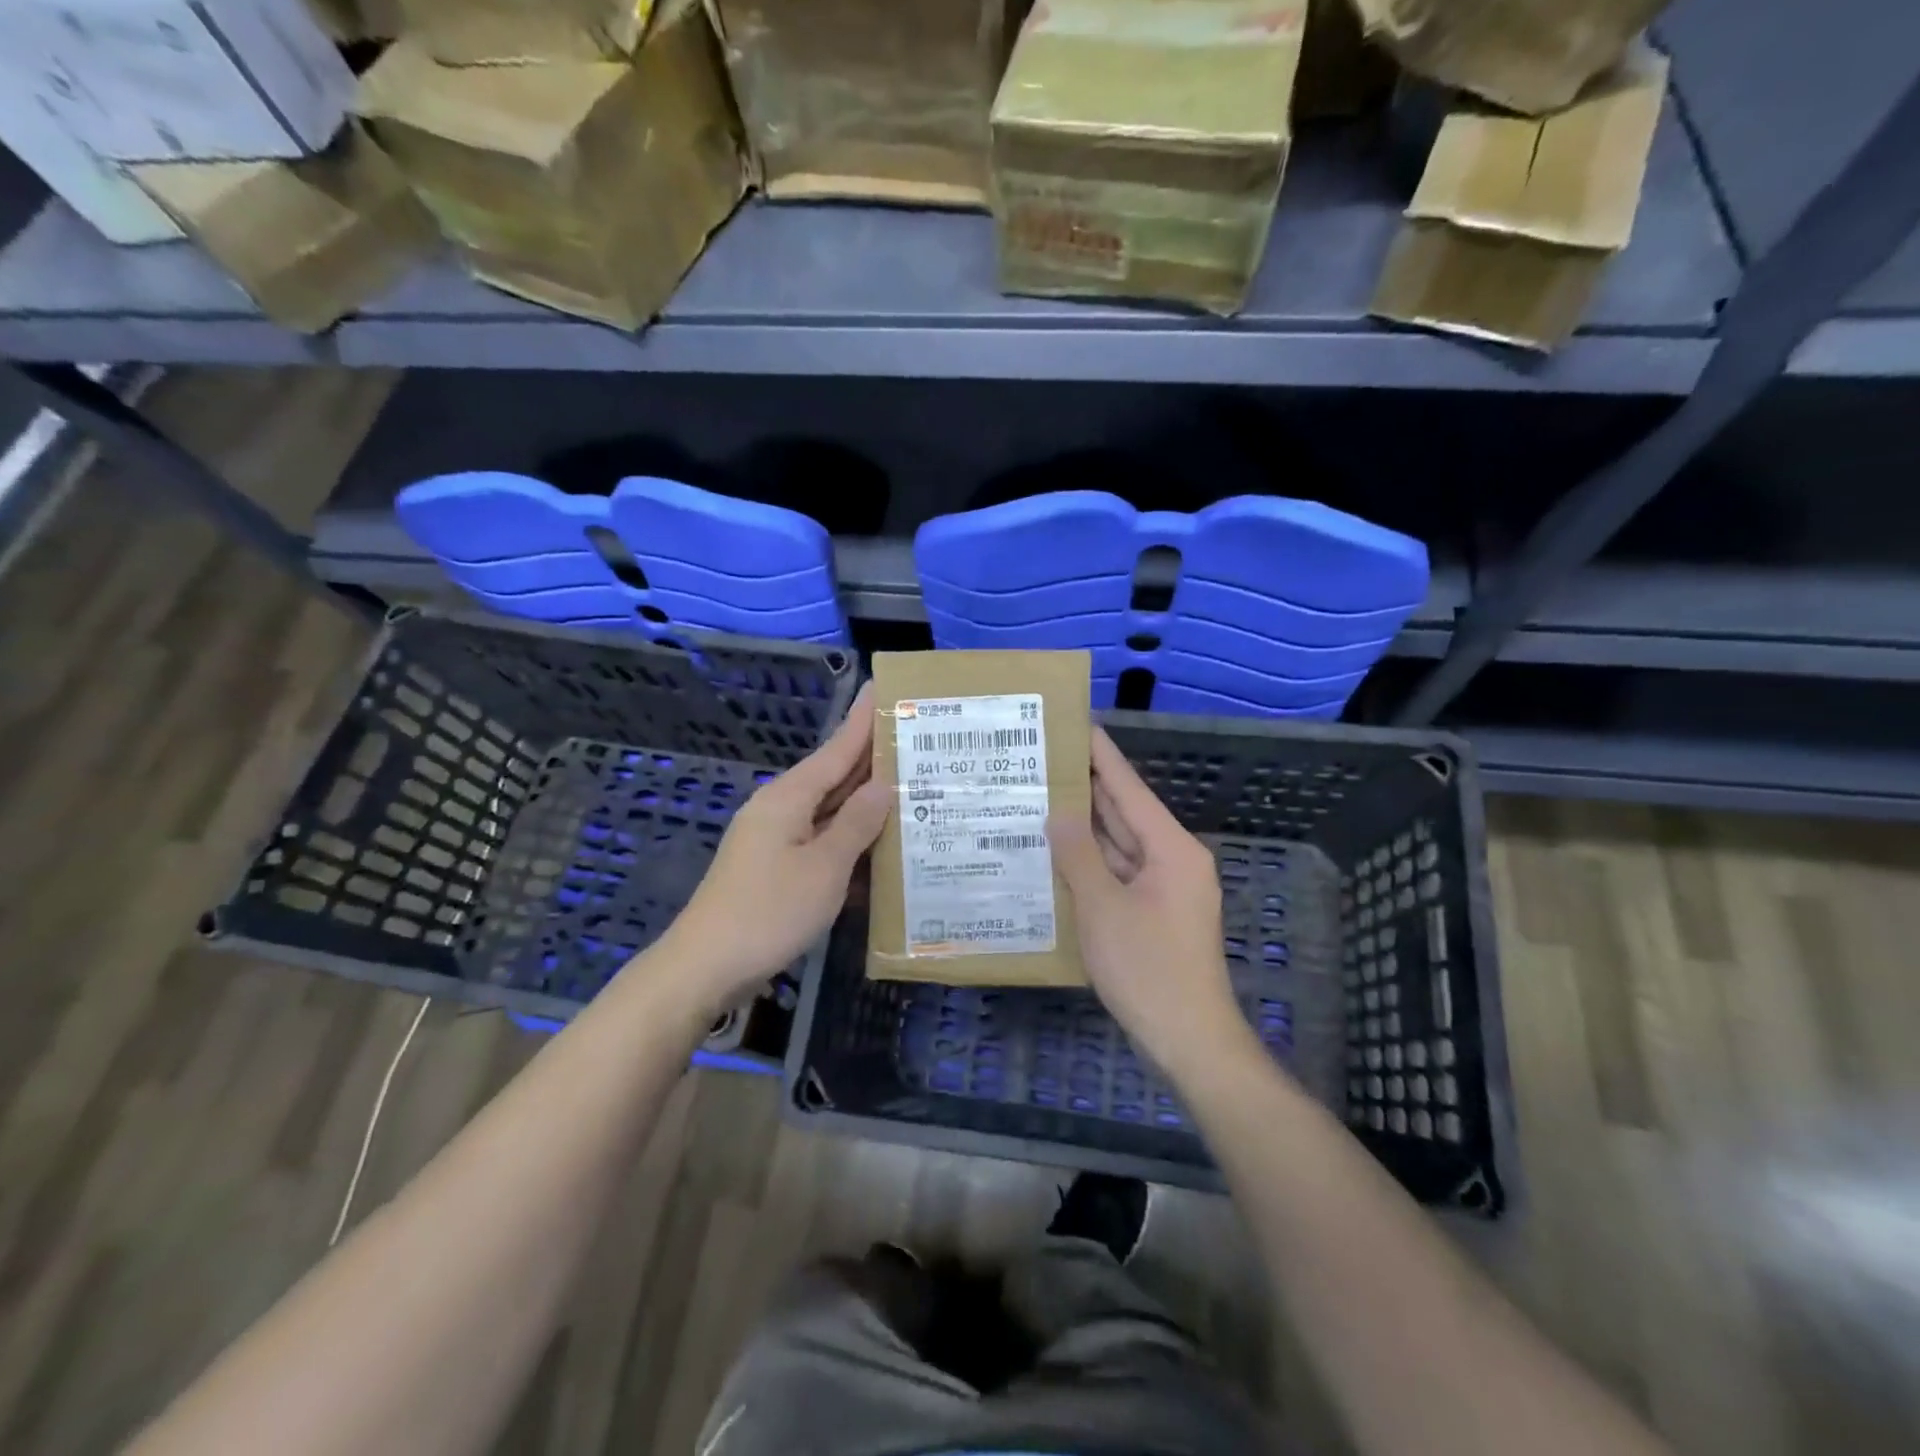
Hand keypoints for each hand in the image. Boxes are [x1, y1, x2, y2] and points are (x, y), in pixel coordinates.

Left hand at [652, 683, 888, 1014]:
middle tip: (916, 739)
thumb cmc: (769, 911)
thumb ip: (857, 824)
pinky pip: (822, 841)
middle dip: (872, 758)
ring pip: (831, 810)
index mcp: (790, 797)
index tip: (882, 688)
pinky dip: (851, 839)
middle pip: (835, 776)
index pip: (837, 748)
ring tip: (911, 787)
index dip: (863, 720)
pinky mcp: (777, 868)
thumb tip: (884, 785)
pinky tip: (880, 846)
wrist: (706, 967)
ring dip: (866, 802)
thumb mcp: (824, 867)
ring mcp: (777, 839)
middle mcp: (782, 809)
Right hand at [1051, 727, 1256, 1081]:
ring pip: (1118, 846)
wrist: (1188, 1039)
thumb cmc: (1148, 969)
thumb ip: (1078, 856)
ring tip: (1040, 797)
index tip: (1078, 724)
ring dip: (1084, 827)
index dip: (1102, 756)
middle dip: (1087, 788)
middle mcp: (1171, 860)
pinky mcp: (1152, 914)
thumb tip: (1058, 814)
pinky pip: (1117, 875)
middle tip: (1044, 759)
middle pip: (1124, 814)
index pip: (1130, 789)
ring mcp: (1163, 889)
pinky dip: (1089, 864)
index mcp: (1171, 849)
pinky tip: (1054, 853)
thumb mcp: (1104, 908)